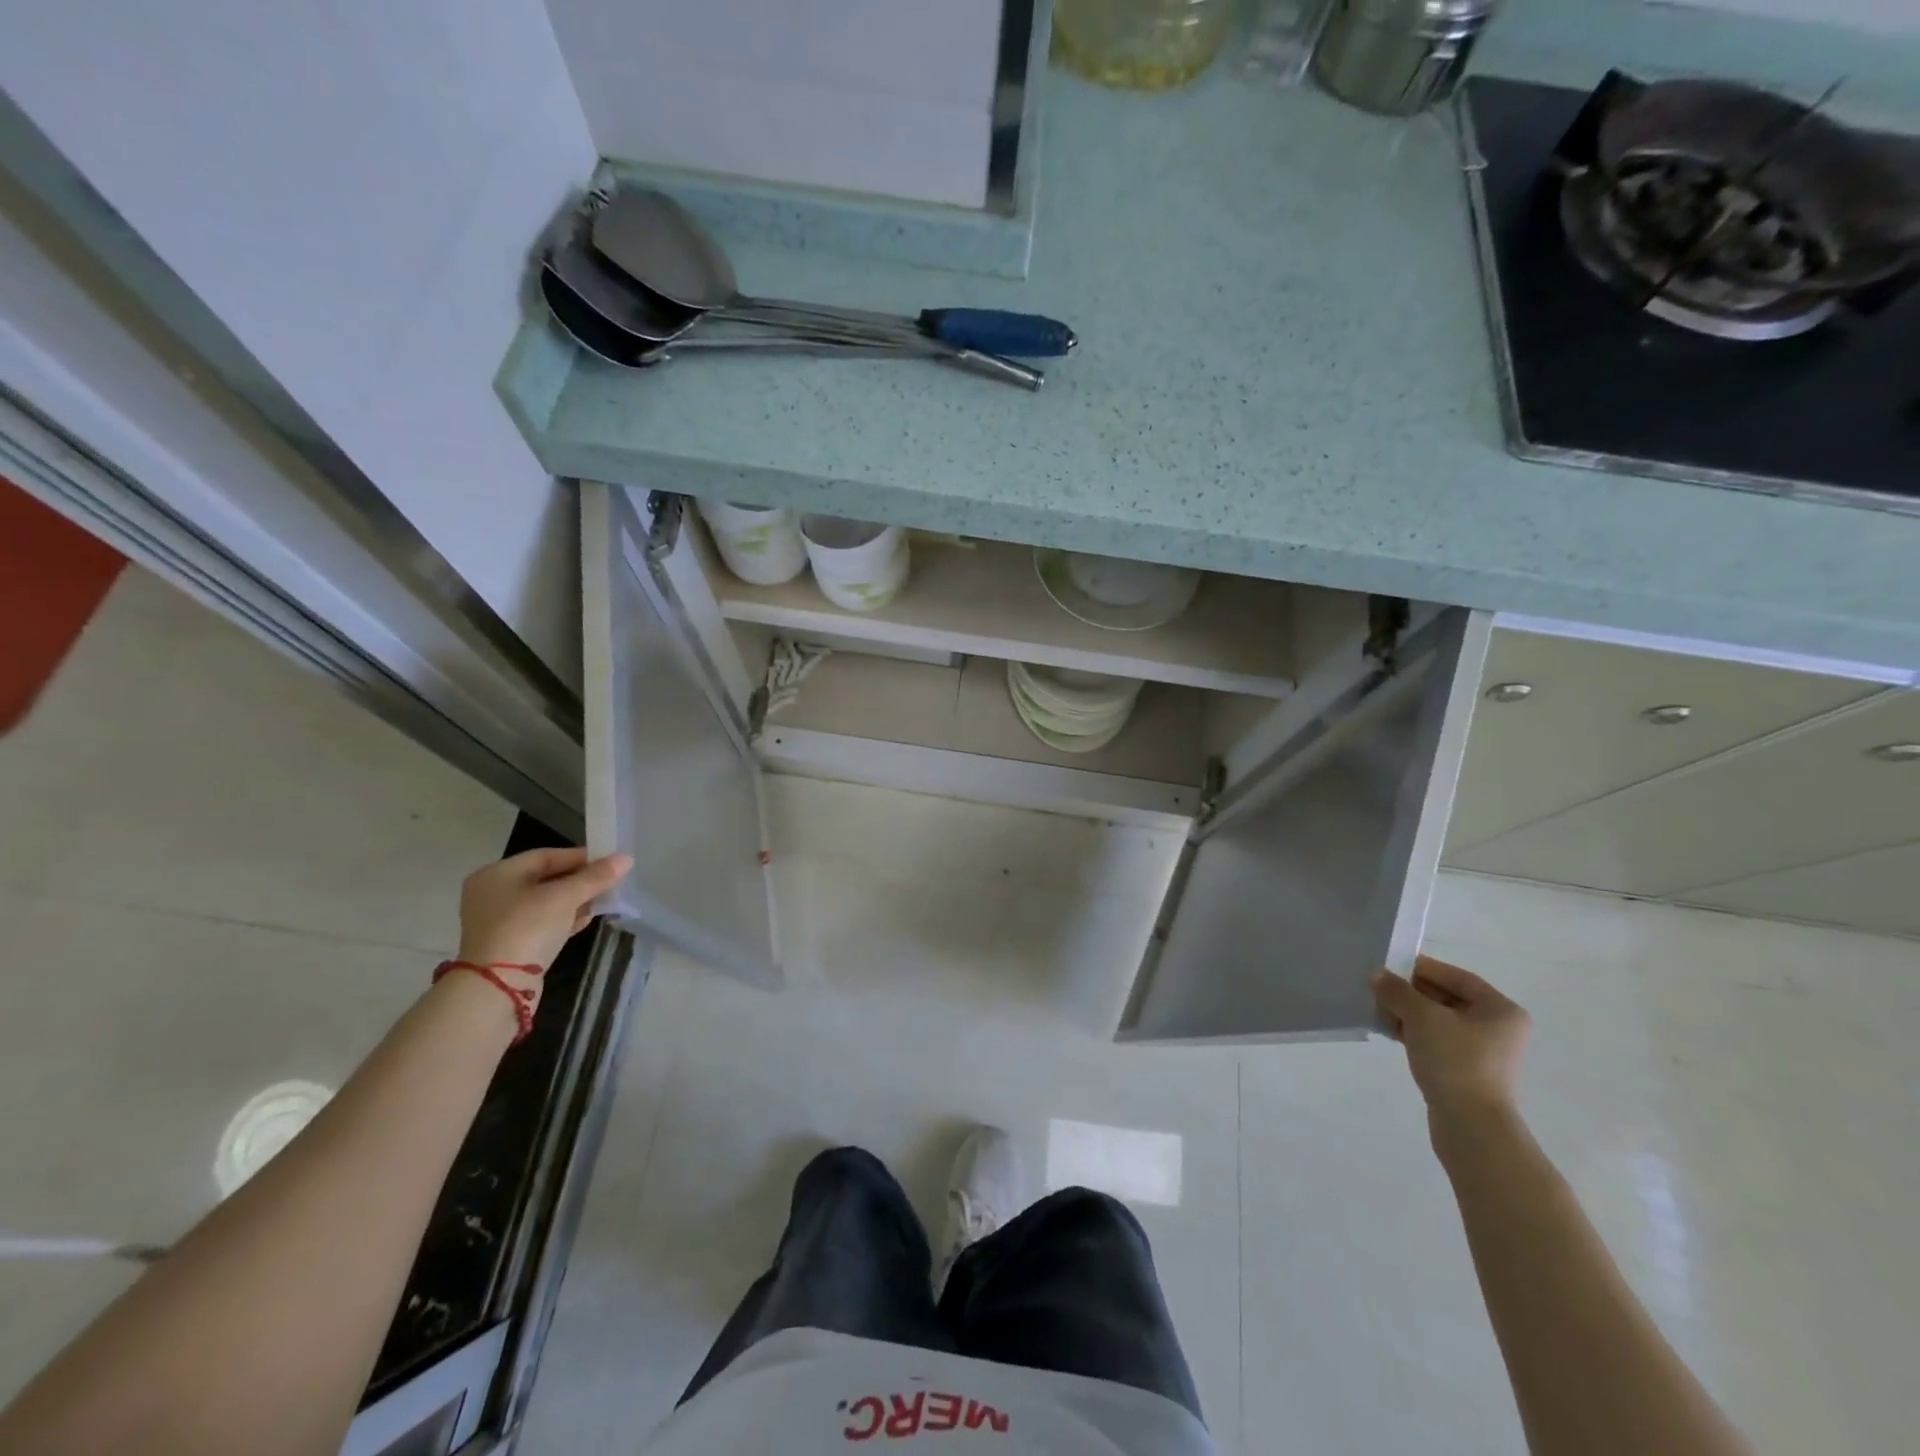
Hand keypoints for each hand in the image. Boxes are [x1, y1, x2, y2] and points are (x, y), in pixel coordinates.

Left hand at [456, 848, 632, 969]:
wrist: (498, 986)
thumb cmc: (527, 927)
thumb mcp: (566, 897)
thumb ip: (596, 877)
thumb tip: (626, 858)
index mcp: (497, 874)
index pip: (546, 856)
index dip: (580, 857)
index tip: (610, 862)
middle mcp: (493, 893)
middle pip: (546, 878)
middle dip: (580, 880)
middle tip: (610, 882)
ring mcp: (499, 921)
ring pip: (546, 902)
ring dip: (576, 900)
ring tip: (604, 901)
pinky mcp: (509, 943)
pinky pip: (542, 922)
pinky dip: (564, 919)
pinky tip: (586, 920)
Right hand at [1372, 955, 1530, 1126]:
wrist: (1471, 1126)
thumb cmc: (1455, 1061)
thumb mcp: (1421, 1017)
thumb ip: (1397, 991)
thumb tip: (1377, 975)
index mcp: (1500, 1010)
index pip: (1455, 976)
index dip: (1420, 967)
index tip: (1388, 965)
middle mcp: (1497, 1028)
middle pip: (1446, 997)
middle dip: (1409, 992)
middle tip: (1377, 988)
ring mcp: (1483, 1052)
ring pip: (1438, 1020)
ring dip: (1407, 1013)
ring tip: (1377, 1010)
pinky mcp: (1466, 1070)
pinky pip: (1436, 1040)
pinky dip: (1413, 1033)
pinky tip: (1388, 1031)